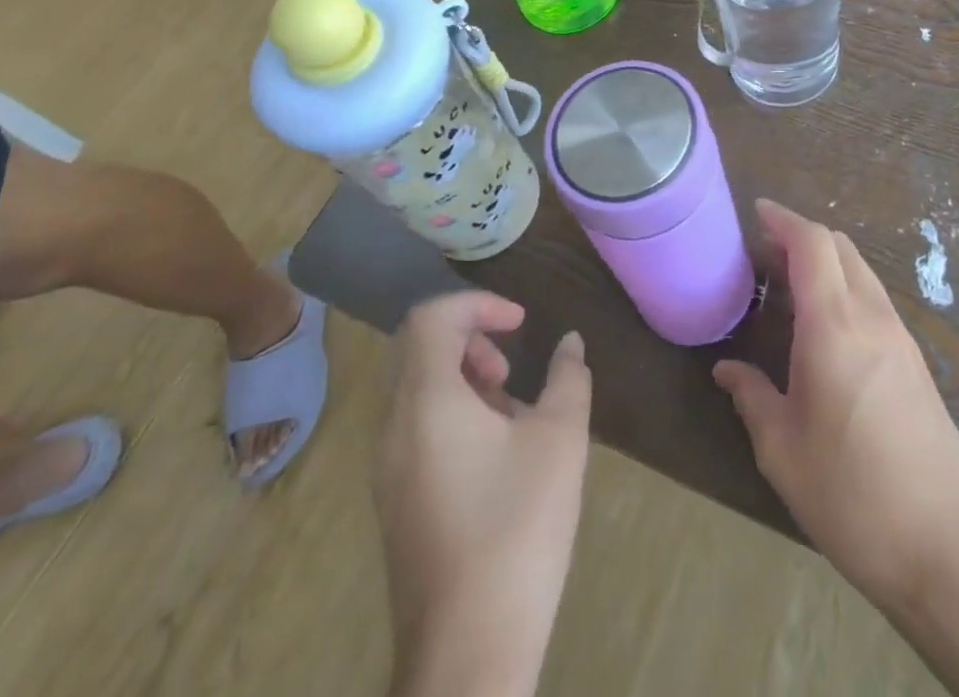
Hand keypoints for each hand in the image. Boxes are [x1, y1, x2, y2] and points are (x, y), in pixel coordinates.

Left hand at [376, 292, 591, 696]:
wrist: (468, 653)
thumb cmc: (517, 530)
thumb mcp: (560, 440)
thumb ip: (568, 378)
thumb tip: (571, 343)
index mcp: (426, 401)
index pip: (432, 318)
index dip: (479, 304)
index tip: (521, 323)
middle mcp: (393, 426)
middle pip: (417, 347)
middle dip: (467, 338)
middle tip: (509, 367)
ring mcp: (386, 468)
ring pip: (414, 388)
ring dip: (460, 376)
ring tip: (509, 410)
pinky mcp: (394, 501)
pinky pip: (413, 426)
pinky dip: (449, 411)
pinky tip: (494, 452)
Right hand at [713, 201, 958, 611]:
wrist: (950, 548)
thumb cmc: (853, 496)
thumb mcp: (782, 452)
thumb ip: (751, 397)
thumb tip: (726, 369)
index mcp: (834, 327)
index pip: (812, 243)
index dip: (783, 219)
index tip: (756, 212)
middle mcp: (871, 317)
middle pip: (839, 246)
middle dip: (800, 236)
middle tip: (763, 254)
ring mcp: (900, 337)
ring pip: (860, 269)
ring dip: (825, 261)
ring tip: (788, 286)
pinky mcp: (916, 361)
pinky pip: (874, 298)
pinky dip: (844, 287)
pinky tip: (824, 325)